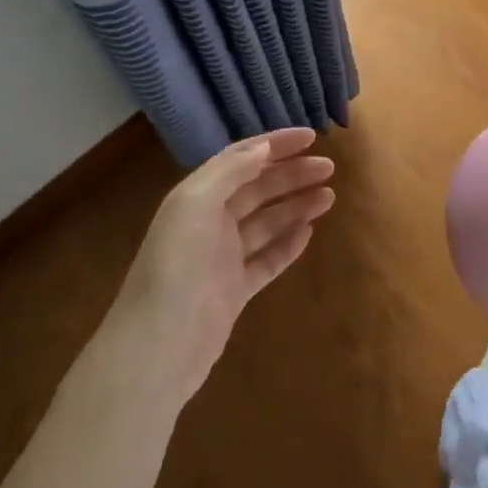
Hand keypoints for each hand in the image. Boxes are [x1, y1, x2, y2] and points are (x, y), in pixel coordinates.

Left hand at [109, 128, 334, 407]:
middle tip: (329, 168)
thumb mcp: (196, 205)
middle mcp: (209, 222)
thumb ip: (229, 172)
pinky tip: (309, 233)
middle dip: (292, 174)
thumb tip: (263, 148)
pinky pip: (266, 260)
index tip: (311, 136)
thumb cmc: (176, 268)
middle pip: (258, 188)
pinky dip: (287, 244)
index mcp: (197, 196)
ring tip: (329, 196)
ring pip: (266, 222)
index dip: (276, 144)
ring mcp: (222, 258)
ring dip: (296, 206)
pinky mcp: (234, 291)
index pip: (241, 159)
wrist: (157, 350)